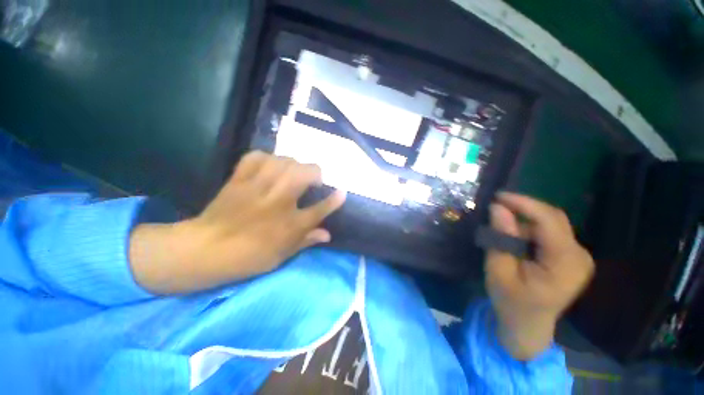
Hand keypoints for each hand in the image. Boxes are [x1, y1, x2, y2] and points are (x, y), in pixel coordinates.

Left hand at [129, 151, 346, 294]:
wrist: (204, 250)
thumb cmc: (248, 257)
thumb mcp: (282, 255)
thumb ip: (307, 241)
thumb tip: (328, 235)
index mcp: (289, 225)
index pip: (320, 209)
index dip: (334, 200)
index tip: (342, 192)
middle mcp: (277, 202)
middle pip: (304, 174)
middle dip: (316, 172)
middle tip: (315, 180)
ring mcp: (257, 188)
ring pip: (284, 161)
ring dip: (295, 164)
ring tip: (295, 172)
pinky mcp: (239, 180)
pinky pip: (256, 157)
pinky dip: (268, 157)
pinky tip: (272, 164)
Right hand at [486, 193, 593, 359]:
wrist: (528, 325)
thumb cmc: (511, 302)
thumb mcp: (498, 270)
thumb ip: (500, 238)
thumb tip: (497, 208)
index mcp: (565, 263)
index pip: (549, 221)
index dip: (524, 203)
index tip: (497, 196)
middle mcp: (579, 255)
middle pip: (553, 218)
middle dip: (523, 208)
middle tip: (495, 205)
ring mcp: (577, 256)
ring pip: (550, 223)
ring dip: (523, 220)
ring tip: (500, 227)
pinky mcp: (570, 256)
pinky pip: (549, 232)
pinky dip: (528, 229)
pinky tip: (513, 237)